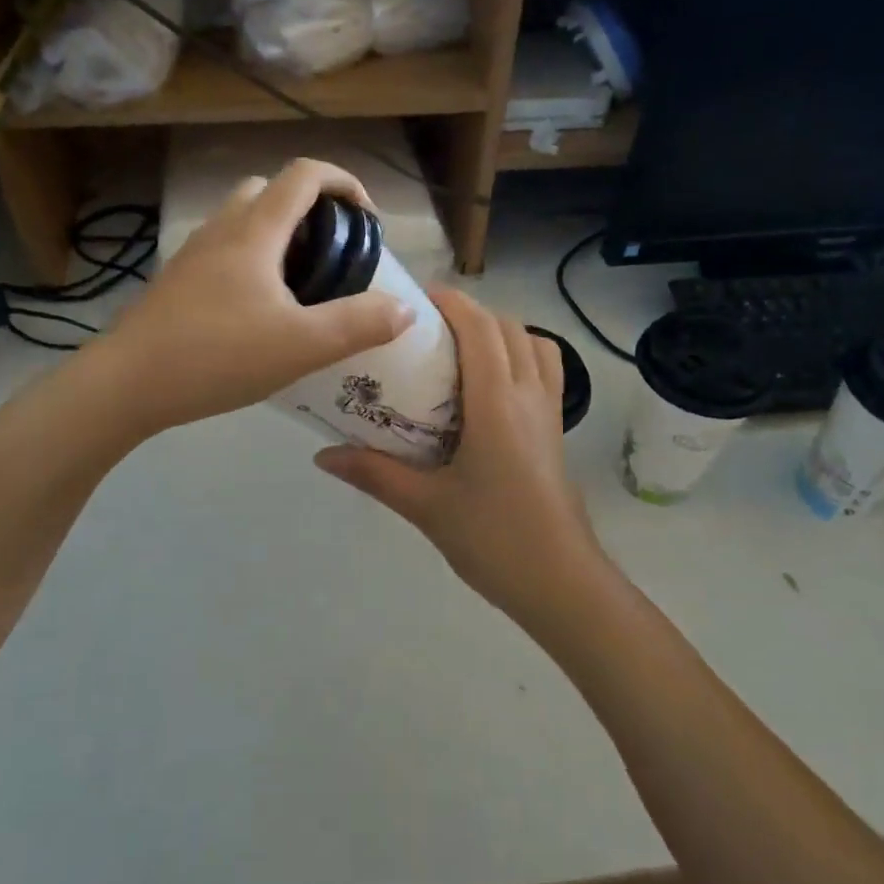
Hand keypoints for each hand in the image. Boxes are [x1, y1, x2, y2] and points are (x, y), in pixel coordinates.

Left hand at [93, 159, 413, 435]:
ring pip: (243, 221)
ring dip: (279, 236)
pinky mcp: (178, 282)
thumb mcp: (302, 345)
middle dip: (310, 209)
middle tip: (332, 254)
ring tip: (301, 285)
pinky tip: (260, 311)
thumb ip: (359, 324)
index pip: (304, 175)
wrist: (127, 384)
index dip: (344, 182)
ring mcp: (193, 254)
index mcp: (254, 231)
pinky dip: (253, 261)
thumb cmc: (218, 356)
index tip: (368, 218)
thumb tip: (405, 308)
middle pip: (270, 191)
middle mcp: (221, 229)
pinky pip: (225, 251)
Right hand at [314, 287, 615, 630]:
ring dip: (499, 331)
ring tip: (459, 350)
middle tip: (425, 328)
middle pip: (507, 327)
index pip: (481, 329)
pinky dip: (520, 355)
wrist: (560, 583)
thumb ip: (375, 474)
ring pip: (534, 343)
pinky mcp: (556, 430)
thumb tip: (322, 456)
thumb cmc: (494, 540)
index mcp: (497, 404)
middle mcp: (529, 395)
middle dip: (469, 313)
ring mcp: (549, 412)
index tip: (415, 300)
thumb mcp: (426, 507)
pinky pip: (544, 370)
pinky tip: (488, 387)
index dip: (452, 302)